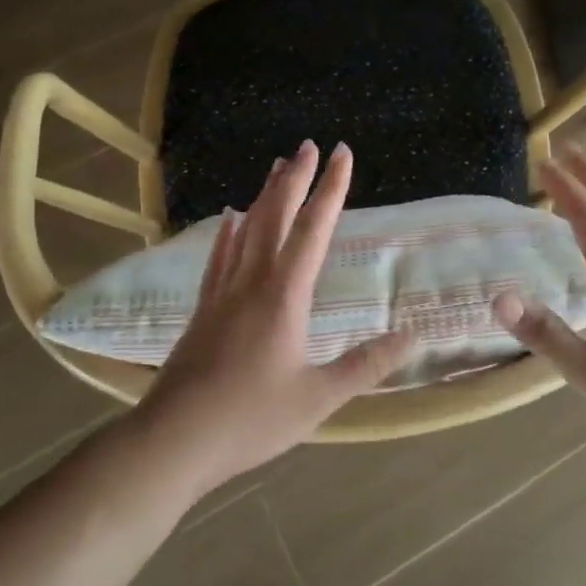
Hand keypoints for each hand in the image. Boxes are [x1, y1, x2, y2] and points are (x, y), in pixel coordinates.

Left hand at [132, 140, 413, 499]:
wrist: (173, 440)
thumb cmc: (250, 419)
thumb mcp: (318, 398)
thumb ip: (366, 365)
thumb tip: (412, 337)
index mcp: (284, 296)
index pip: (313, 230)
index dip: (331, 189)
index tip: (342, 154)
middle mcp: (252, 282)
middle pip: (275, 217)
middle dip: (295, 179)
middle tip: (308, 145)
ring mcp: (222, 294)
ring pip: (246, 231)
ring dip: (264, 196)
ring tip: (276, 168)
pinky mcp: (203, 311)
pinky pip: (219, 258)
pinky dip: (228, 233)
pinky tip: (229, 219)